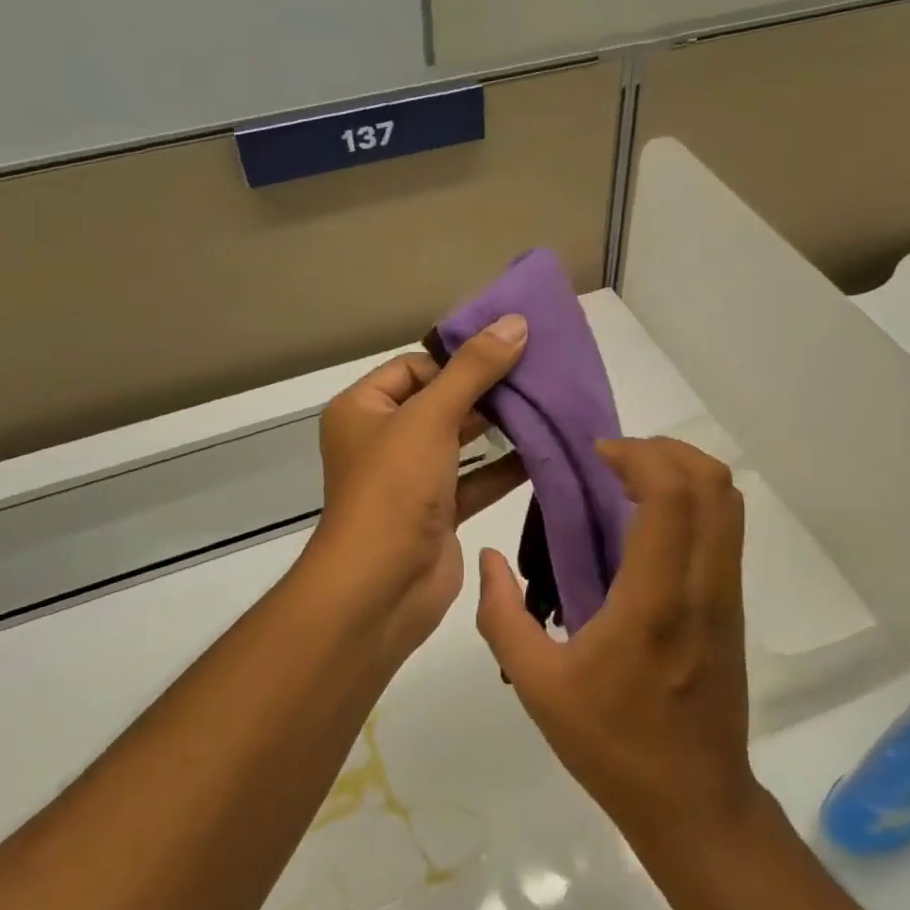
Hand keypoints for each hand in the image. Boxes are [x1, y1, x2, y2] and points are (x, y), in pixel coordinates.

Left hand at [301, 315, 530, 661]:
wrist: (381, 588)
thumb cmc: (394, 488)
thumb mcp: (430, 417)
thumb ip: (474, 369)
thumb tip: (514, 322)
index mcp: (363, 409)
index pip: (413, 367)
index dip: (456, 359)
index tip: (505, 354)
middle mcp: (383, 440)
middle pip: (440, 402)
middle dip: (485, 391)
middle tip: (536, 376)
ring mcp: (410, 480)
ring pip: (459, 443)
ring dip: (498, 429)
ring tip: (546, 407)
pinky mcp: (437, 514)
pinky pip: (475, 481)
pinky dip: (504, 469)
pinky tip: (542, 453)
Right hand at [475, 437, 762, 848]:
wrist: (694, 802)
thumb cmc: (613, 745)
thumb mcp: (537, 687)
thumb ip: (503, 616)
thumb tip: (489, 558)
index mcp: (655, 601)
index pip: (672, 496)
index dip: (639, 456)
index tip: (597, 455)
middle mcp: (703, 586)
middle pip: (713, 483)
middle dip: (665, 450)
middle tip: (615, 459)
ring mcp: (726, 595)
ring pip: (728, 502)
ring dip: (683, 472)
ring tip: (631, 481)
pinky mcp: (732, 607)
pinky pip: (724, 530)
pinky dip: (693, 501)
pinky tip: (648, 523)